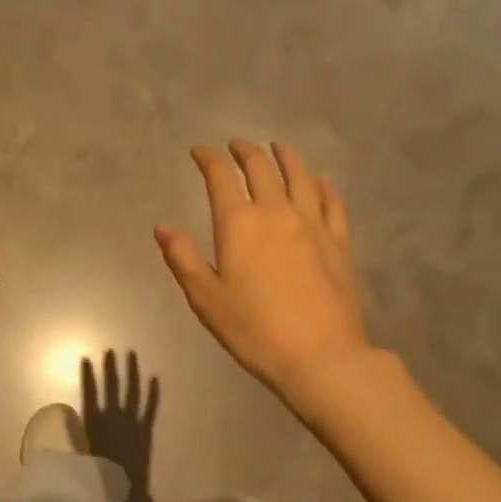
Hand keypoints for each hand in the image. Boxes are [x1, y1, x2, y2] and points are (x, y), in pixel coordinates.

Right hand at [156, 141, 369, 403]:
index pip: (220, 177)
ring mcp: (313, 225)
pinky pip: (331, 203)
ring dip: (286, 157)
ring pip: (300, 177)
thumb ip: (183, 258)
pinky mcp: (339, 242)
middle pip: (261, 168)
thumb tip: (162, 227)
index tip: (199, 151)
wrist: (320, 356)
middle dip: (245, 151)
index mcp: (239, 224)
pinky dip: (323, 186)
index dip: (208, 158)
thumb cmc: (254, 330)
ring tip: (278, 147)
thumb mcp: (206, 298)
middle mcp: (276, 213)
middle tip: (236, 145)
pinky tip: (321, 180)